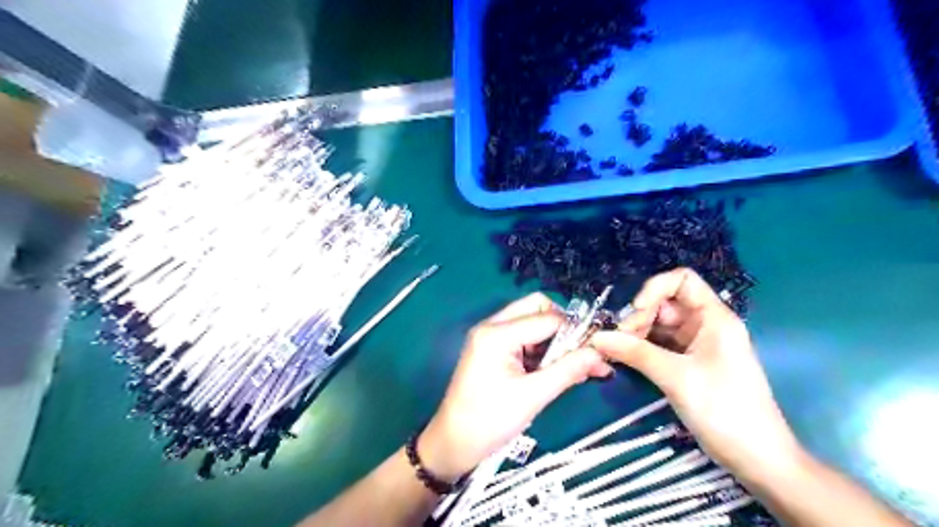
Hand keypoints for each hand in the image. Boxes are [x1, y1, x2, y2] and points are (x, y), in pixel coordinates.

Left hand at [421, 292, 613, 480]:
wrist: (453, 443)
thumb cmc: (489, 421)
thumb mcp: (533, 396)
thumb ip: (568, 370)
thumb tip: (600, 354)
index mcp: (497, 333)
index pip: (547, 318)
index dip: (575, 331)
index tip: (598, 349)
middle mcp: (492, 325)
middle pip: (536, 308)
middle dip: (562, 327)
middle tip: (580, 354)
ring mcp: (490, 335)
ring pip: (531, 321)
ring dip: (553, 339)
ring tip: (571, 367)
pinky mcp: (491, 348)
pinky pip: (522, 336)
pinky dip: (540, 348)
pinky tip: (553, 369)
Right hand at [593, 269, 806, 486]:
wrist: (757, 458)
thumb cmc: (725, 410)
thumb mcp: (677, 378)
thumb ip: (636, 353)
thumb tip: (597, 338)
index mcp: (714, 318)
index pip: (682, 280)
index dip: (655, 288)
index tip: (636, 312)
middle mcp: (705, 325)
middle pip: (665, 304)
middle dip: (639, 317)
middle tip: (619, 341)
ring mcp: (697, 345)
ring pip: (659, 326)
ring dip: (637, 334)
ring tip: (618, 352)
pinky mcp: (689, 363)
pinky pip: (660, 345)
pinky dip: (642, 349)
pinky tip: (625, 358)